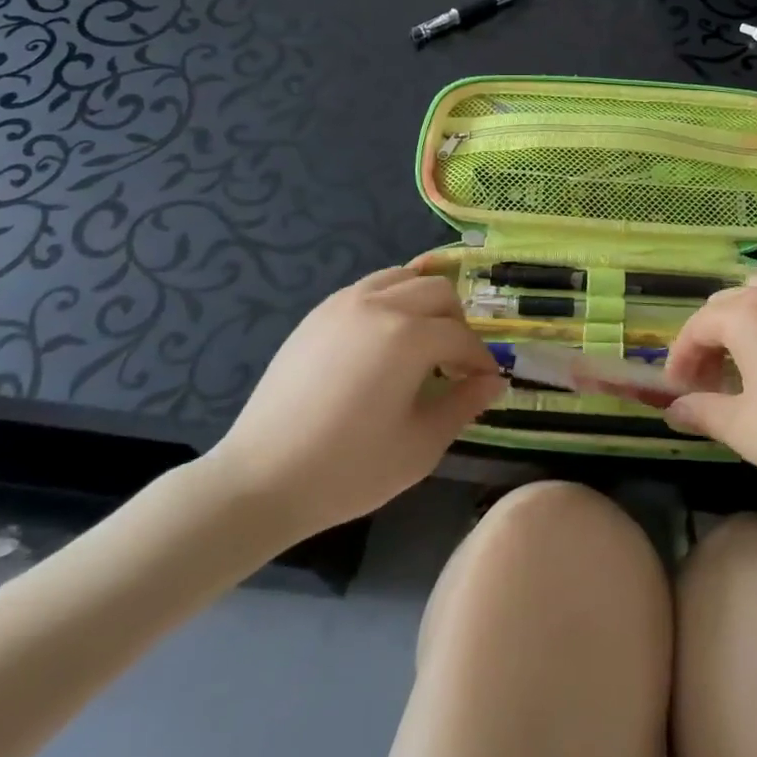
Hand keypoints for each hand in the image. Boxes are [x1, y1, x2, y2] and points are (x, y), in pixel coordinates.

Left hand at [201, 267, 503, 543]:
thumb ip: (463, 404)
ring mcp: (344, 303)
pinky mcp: (318, 313)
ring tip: (422, 342)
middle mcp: (379, 304)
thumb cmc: (349, 469)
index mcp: (408, 336)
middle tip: (455, 364)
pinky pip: (369, 287)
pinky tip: (385, 340)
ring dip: (424, 302)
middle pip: (438, 291)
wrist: (262, 479)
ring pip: (403, 277)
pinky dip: (391, 300)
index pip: (461, 336)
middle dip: (457, 323)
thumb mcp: (420, 445)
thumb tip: (494, 381)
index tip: (487, 383)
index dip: (481, 360)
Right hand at [663, 274, 756, 522]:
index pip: (697, 326)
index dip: (679, 358)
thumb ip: (701, 411)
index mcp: (748, 315)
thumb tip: (672, 409)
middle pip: (725, 305)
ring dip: (738, 324)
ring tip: (740, 365)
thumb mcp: (744, 430)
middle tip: (706, 383)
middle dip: (707, 340)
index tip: (676, 391)